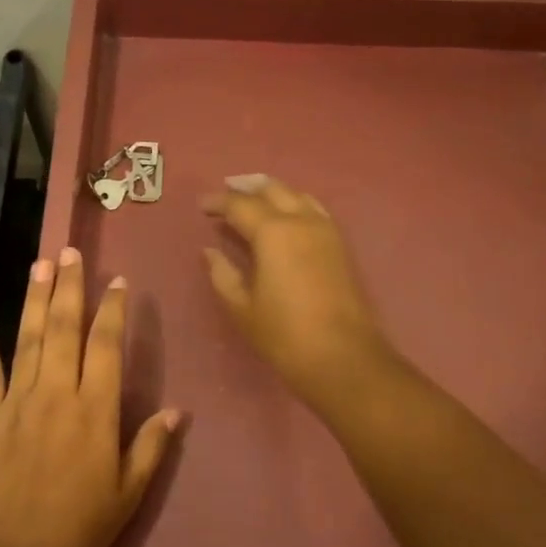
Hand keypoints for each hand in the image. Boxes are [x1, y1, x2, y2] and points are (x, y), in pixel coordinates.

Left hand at [0, 249, 181, 546]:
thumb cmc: (78, 529)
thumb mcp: (128, 493)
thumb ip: (151, 446)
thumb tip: (177, 410)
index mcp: (95, 410)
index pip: (106, 345)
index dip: (113, 310)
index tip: (117, 281)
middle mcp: (56, 393)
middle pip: (64, 328)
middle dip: (70, 286)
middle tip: (72, 251)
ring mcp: (16, 400)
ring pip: (28, 337)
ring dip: (35, 297)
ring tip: (41, 263)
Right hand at [201, 174, 387, 403]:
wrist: (342, 357)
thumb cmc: (284, 334)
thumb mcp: (242, 307)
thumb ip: (223, 274)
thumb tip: (210, 251)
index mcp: (273, 232)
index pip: (240, 205)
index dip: (219, 202)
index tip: (202, 206)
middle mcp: (302, 221)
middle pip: (273, 190)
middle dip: (247, 189)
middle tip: (227, 194)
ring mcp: (326, 231)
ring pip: (298, 196)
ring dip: (274, 193)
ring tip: (255, 200)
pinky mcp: (341, 246)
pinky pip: (315, 211)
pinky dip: (296, 205)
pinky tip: (287, 218)